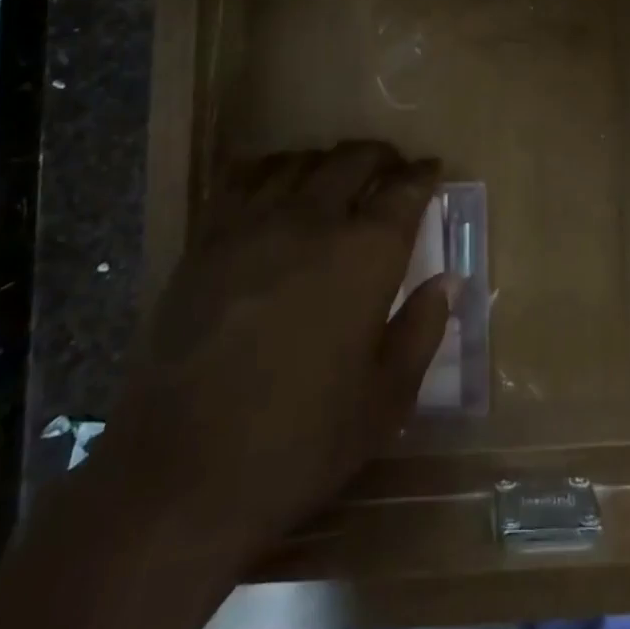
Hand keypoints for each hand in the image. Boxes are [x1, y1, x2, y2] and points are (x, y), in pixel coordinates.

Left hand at [90, 142, 450, 564]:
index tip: (432, 169)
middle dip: (381, 156)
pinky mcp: (207, 239)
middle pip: (353, 160)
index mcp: (365, 254)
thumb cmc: (299, 442)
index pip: (405, 191)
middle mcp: (313, 220)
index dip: (423, 175)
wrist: (180, 472)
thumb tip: (449, 281)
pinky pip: (244, 179)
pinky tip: (276, 185)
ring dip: (328, 160)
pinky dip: (272, 169)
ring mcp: (254, 223)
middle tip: (392, 167)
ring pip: (299, 161)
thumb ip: (422, 330)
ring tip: (337, 175)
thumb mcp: (385, 400)